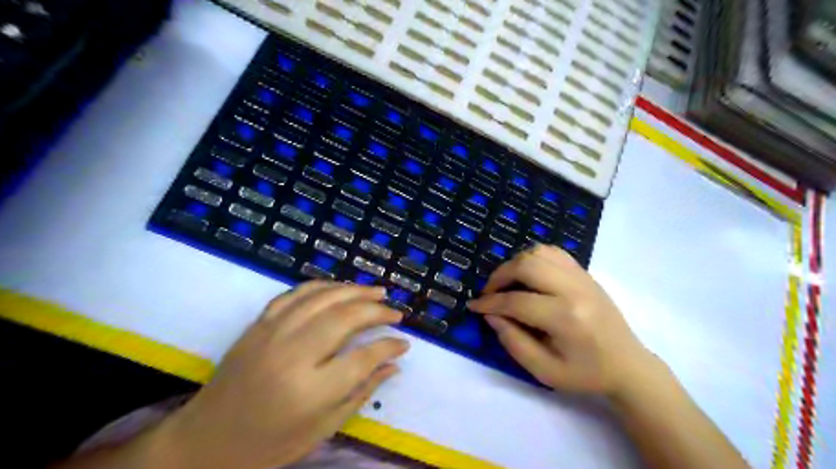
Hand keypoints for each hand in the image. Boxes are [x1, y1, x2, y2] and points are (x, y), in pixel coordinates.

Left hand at [156, 282, 409, 468]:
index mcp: (310, 391)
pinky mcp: (259, 323)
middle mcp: (292, 354)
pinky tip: (340, 288)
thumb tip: (394, 364)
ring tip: (378, 291)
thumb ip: (362, 392)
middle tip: (396, 312)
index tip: (404, 342)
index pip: (363, 357)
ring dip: (355, 290)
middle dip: (377, 310)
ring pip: (324, 297)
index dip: (389, 346)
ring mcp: (272, 333)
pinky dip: (323, 286)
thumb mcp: (322, 429)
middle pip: (346, 318)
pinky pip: (297, 293)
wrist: (205, 440)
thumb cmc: (268, 444)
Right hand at [469, 244, 652, 396]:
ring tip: (506, 282)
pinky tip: (527, 274)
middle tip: (489, 292)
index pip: (517, 301)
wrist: (628, 365)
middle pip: (527, 265)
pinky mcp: (585, 273)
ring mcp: (582, 277)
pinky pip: (553, 252)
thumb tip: (491, 315)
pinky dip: (533, 257)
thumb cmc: (586, 374)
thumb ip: (514, 342)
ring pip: (539, 252)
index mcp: (565, 318)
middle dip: (499, 276)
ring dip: (515, 263)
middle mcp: (574, 290)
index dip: (490, 303)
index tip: (474, 305)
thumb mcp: (545, 371)